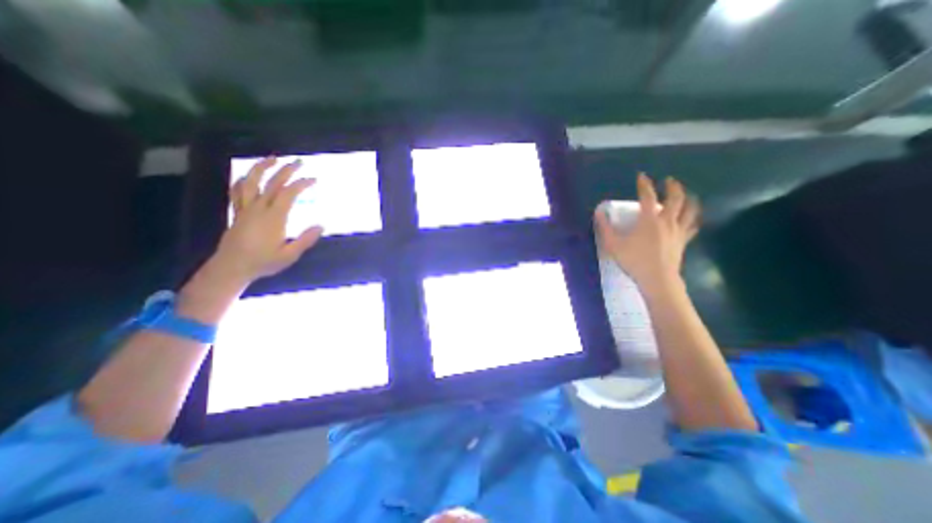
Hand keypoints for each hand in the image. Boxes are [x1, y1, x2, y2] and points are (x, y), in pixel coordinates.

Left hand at [212, 156, 323, 286]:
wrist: (232, 267)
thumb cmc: (263, 262)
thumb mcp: (289, 255)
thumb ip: (305, 240)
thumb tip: (321, 225)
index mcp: (273, 218)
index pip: (288, 194)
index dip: (301, 184)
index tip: (313, 179)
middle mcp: (258, 209)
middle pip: (272, 183)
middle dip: (286, 170)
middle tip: (298, 162)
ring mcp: (245, 209)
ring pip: (251, 182)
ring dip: (261, 168)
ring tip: (272, 158)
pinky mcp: (237, 213)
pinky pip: (237, 192)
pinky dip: (243, 180)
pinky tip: (248, 176)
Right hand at [598, 173, 699, 290]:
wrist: (657, 279)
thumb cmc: (634, 260)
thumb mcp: (613, 244)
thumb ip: (604, 228)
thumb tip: (598, 212)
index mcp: (649, 219)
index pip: (647, 196)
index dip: (644, 185)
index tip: (642, 176)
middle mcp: (667, 221)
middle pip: (675, 198)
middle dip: (672, 187)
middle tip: (669, 180)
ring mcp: (678, 231)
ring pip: (689, 210)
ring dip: (688, 199)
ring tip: (687, 194)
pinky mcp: (683, 241)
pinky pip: (692, 226)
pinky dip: (693, 218)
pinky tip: (692, 218)